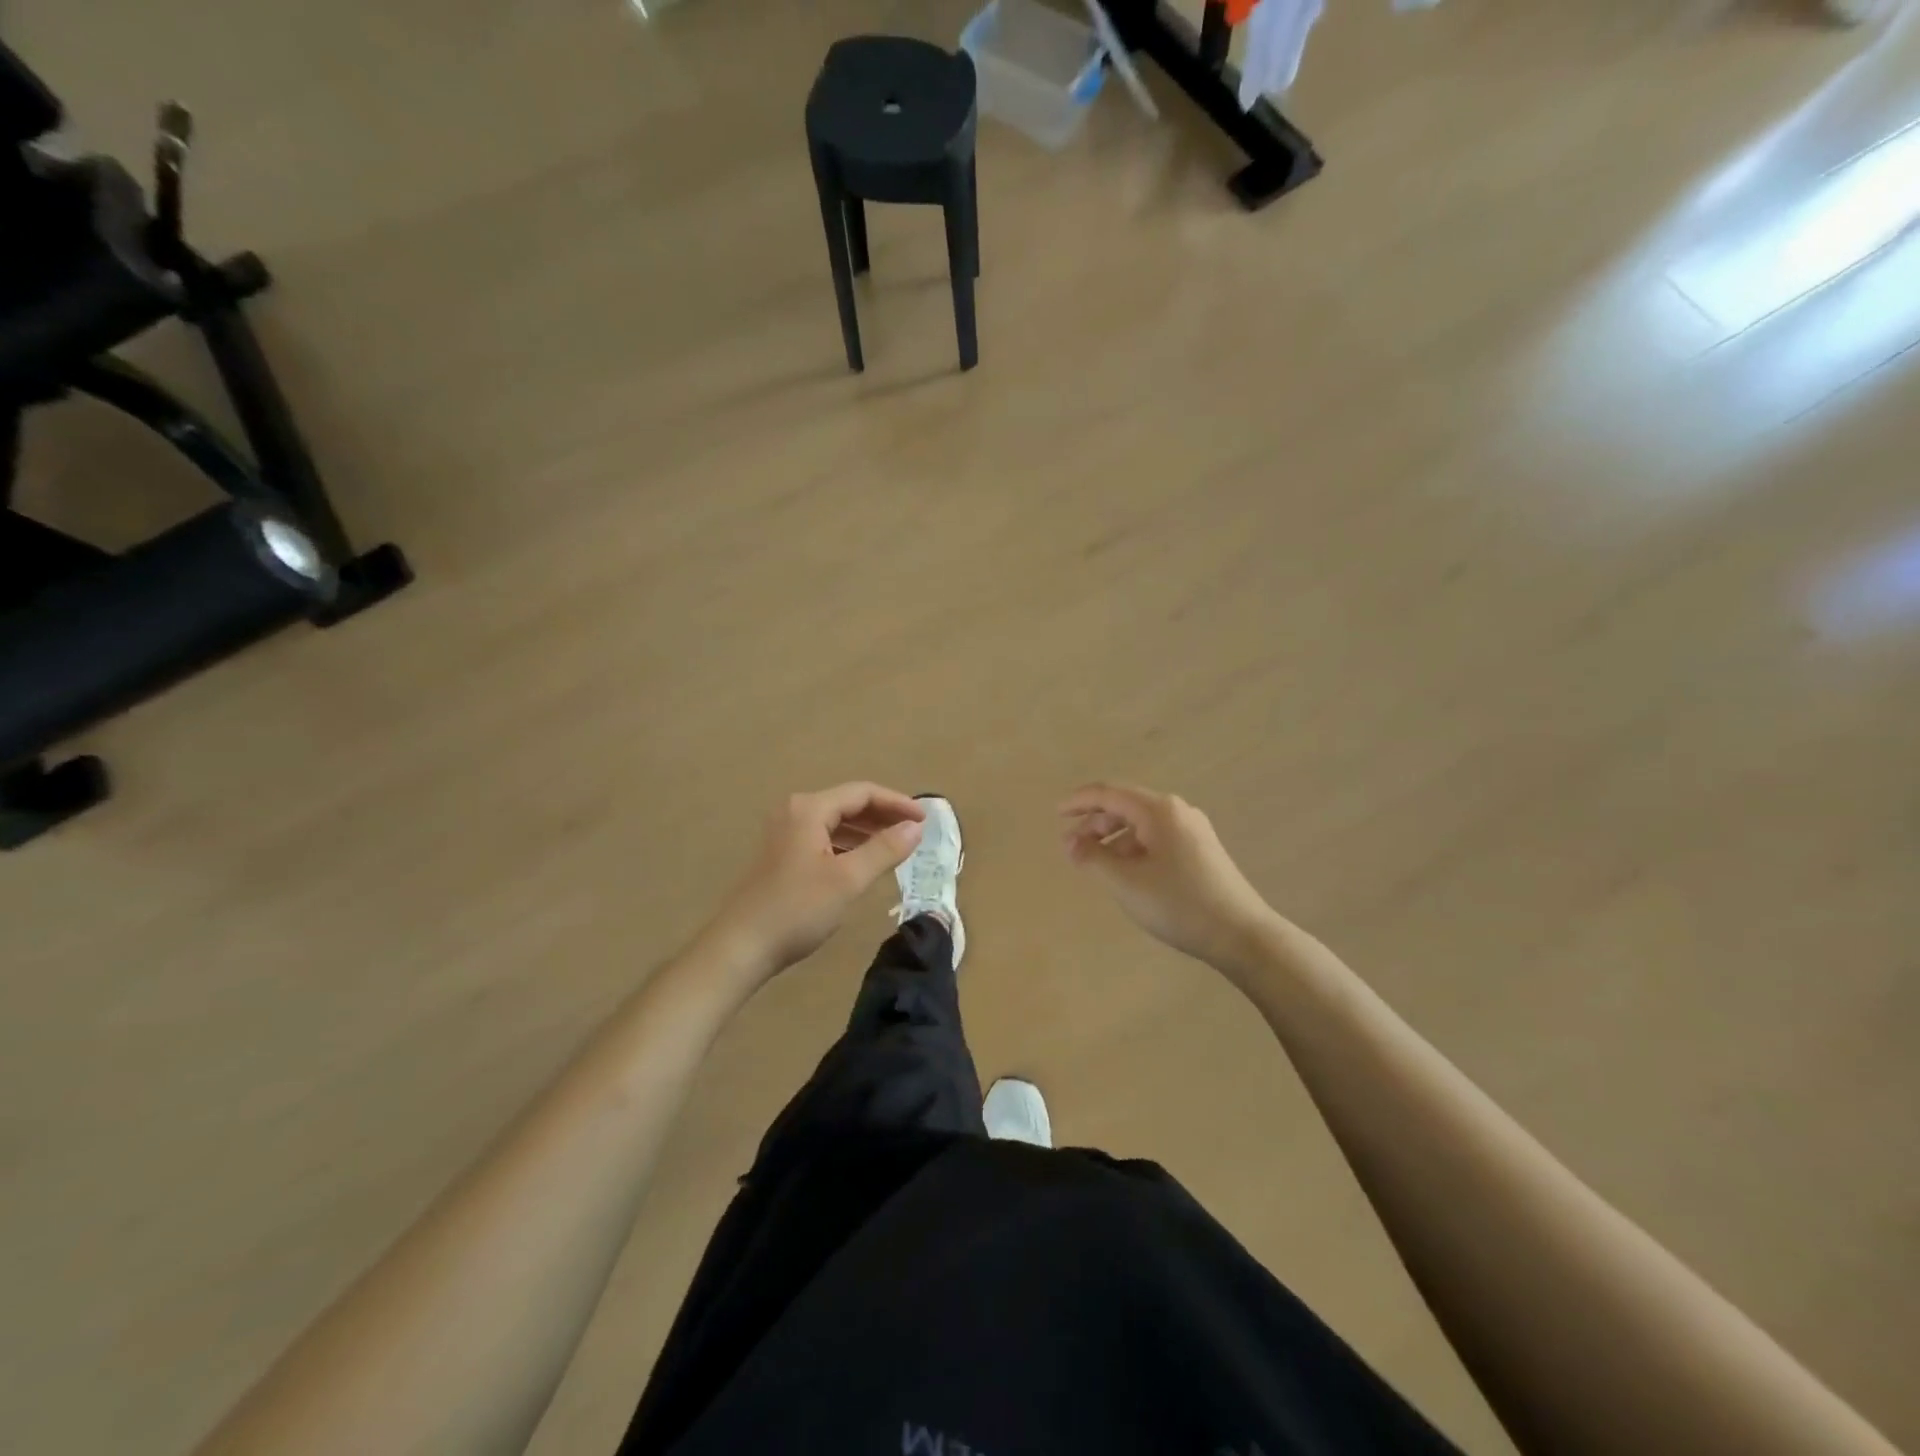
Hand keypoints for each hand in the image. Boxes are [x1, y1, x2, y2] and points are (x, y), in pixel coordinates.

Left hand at [704, 783, 924, 979]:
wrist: (741, 947)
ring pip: (836, 822)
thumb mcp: (847, 879)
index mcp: (809, 809)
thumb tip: (915, 828)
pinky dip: (848, 844)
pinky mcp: (781, 854)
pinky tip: (864, 862)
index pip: (862, 792)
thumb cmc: (797, 909)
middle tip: (915, 832)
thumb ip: (884, 849)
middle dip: (883, 815)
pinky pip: (823, 837)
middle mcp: (795, 812)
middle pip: (848, 803)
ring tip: (896, 846)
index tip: (925, 820)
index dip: (896, 802)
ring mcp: (784, 833)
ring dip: (867, 831)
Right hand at [1061, 783, 1280, 977]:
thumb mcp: (1126, 883)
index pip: (1109, 793)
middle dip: (1094, 823)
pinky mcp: (1201, 850)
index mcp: (1159, 810)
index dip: (1080, 801)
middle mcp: (1177, 811)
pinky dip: (1132, 848)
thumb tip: (1070, 842)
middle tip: (1071, 846)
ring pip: (1141, 824)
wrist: (1242, 935)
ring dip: (1113, 838)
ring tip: (1094, 862)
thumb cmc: (1179, 904)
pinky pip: (1156, 838)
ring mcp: (1193, 830)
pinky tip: (1125, 871)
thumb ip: (1092, 858)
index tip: (1056, 813)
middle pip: (1126, 806)